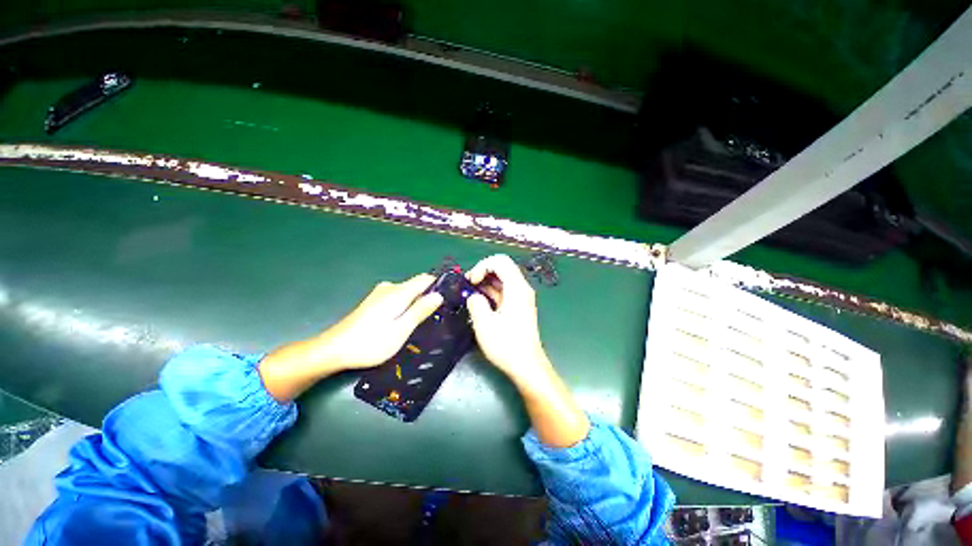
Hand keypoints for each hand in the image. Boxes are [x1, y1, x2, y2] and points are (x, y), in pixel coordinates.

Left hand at [260, 274, 442, 400]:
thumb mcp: (401, 330)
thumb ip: (420, 311)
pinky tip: (403, 323)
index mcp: (398, 292)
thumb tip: (439, 295)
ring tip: (421, 323)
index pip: (425, 278)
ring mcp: (380, 293)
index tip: (449, 299)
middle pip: (417, 286)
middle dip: (428, 297)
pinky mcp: (374, 301)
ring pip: (407, 293)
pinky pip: (398, 298)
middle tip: (435, 318)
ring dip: (416, 304)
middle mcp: (390, 288)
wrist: (334, 349)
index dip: (439, 285)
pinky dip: (405, 306)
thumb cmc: (371, 343)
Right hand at [466, 254, 590, 447]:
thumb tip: (473, 296)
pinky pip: (505, 290)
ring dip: (486, 282)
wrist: (527, 366)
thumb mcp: (484, 324)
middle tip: (468, 286)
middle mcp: (522, 288)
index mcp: (517, 288)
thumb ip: (476, 303)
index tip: (471, 281)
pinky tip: (480, 302)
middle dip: (482, 272)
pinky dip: (491, 291)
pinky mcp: (520, 306)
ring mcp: (522, 297)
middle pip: (502, 267)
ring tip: (471, 294)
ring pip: (503, 279)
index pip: (500, 261)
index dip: (482, 266)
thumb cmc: (506, 345)